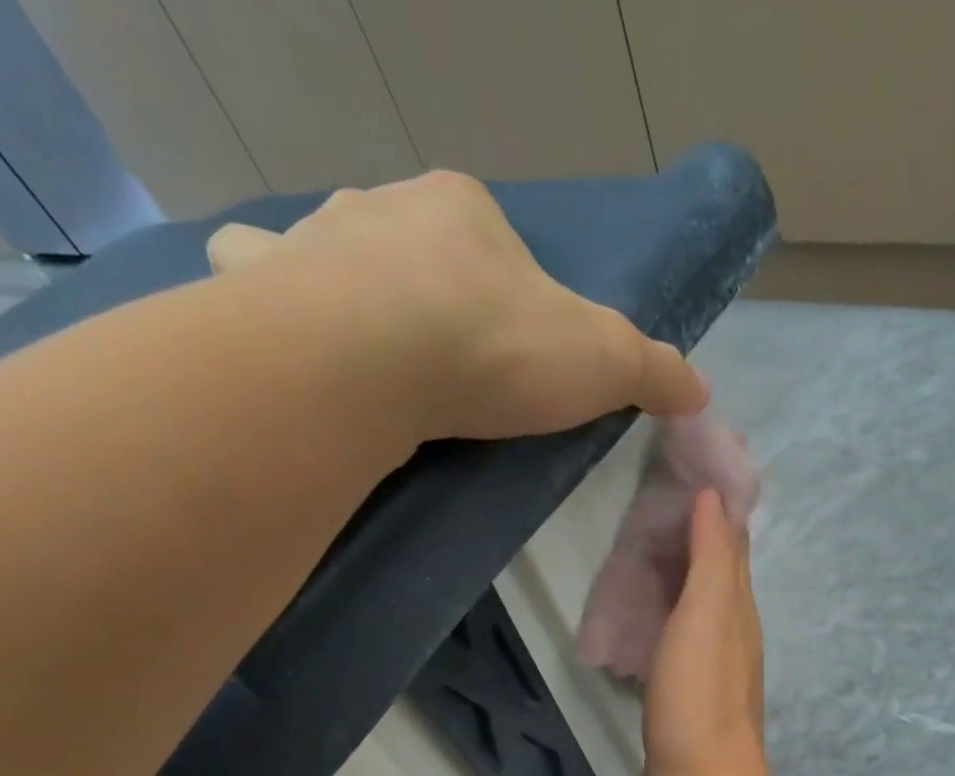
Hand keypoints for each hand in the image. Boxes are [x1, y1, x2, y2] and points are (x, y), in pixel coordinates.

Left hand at [207, 171, 708, 442]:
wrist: (376, 359)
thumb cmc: (495, 347)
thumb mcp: (602, 362)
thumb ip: (653, 371)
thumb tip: (700, 389)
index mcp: (463, 210)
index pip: (492, 241)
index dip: (504, 293)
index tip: (507, 352)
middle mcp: (383, 206)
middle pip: (411, 243)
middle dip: (424, 287)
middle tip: (438, 361)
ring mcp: (314, 239)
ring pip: (328, 246)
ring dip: (340, 282)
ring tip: (360, 348)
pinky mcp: (262, 288)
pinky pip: (254, 273)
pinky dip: (265, 295)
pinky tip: (282, 336)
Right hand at [643, 489, 771, 775]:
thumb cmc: (700, 698)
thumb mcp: (708, 616)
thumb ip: (712, 558)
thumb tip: (714, 497)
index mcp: (738, 608)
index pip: (730, 543)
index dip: (712, 507)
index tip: (681, 471)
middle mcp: (731, 631)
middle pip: (713, 571)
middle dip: (689, 536)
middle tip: (645, 507)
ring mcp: (709, 665)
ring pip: (694, 604)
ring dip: (673, 576)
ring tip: (636, 551)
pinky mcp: (685, 693)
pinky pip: (674, 637)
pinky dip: (661, 614)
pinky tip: (638, 616)